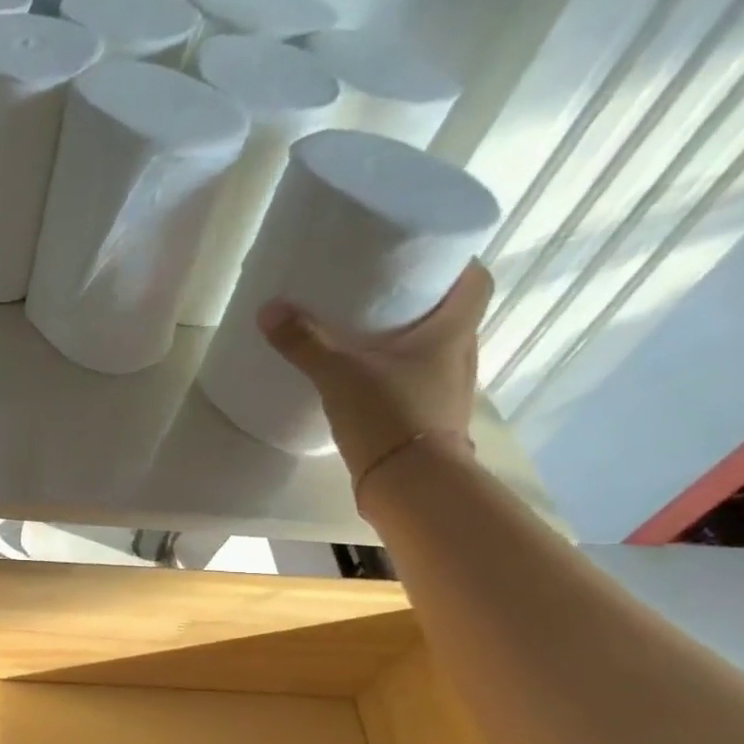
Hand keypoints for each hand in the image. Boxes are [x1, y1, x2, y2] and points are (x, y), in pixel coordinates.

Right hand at [260, 263, 492, 501]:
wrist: (411, 486)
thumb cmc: (389, 416)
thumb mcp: (339, 373)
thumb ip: (305, 342)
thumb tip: (269, 308)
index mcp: (453, 331)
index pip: (474, 280)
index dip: (454, 263)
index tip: (421, 256)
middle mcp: (460, 355)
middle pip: (450, 314)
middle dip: (419, 301)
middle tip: (379, 292)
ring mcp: (447, 390)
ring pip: (432, 351)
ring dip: (407, 340)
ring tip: (366, 334)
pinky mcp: (428, 419)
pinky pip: (416, 382)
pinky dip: (396, 374)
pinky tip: (365, 379)